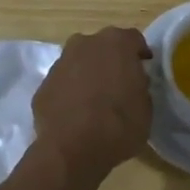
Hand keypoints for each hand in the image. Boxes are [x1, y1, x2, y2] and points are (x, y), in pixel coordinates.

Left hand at [31, 27, 154, 180]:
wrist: (73, 149)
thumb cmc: (119, 125)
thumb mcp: (146, 106)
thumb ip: (139, 86)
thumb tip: (132, 83)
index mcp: (116, 43)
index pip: (133, 39)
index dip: (139, 54)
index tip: (144, 68)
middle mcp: (86, 44)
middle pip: (102, 47)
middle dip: (110, 61)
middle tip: (119, 84)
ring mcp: (60, 63)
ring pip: (78, 63)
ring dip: (87, 75)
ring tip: (95, 102)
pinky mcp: (43, 86)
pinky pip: (62, 85)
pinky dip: (69, 94)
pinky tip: (75, 115)